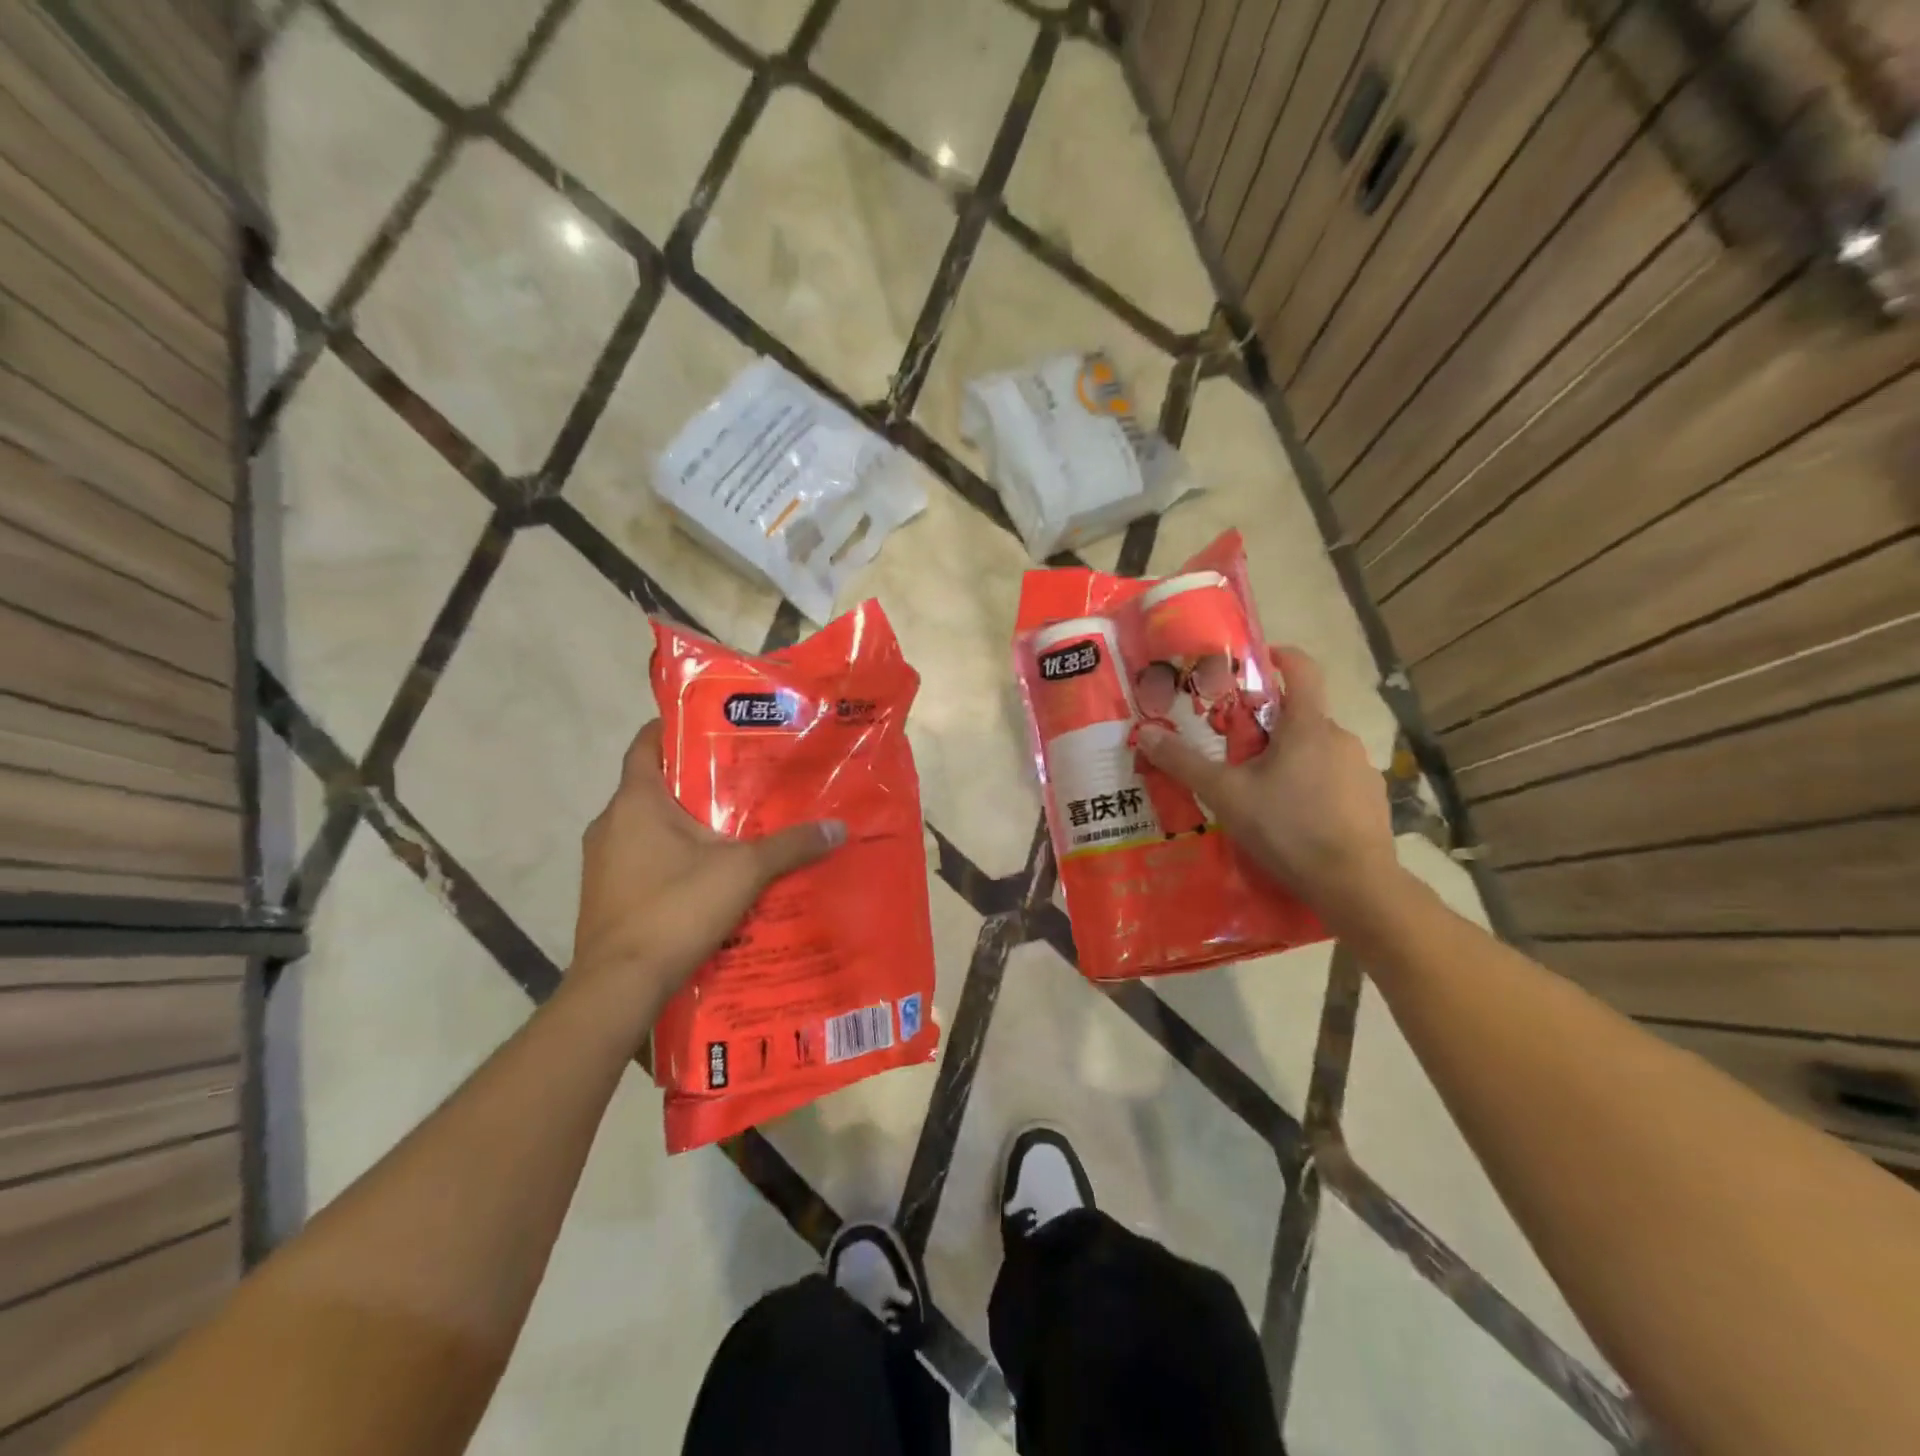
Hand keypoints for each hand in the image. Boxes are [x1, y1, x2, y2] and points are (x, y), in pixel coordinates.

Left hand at [569, 720, 845, 1015]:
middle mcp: (610, 822)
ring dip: (684, 823)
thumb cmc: (675, 908)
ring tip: (732, 828)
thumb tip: (838, 828)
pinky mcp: (604, 893)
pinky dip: (670, 856)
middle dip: (695, 781)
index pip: (646, 743)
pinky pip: (640, 858)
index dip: (674, 728)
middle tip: (742, 780)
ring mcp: (601, 861)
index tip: (712, 726)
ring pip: (647, 826)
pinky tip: (707, 875)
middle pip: (653, 785)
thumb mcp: (744, 871)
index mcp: (636, 801)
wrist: (619, 985)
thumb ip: (790, 846)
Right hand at [1136, 646, 1397, 921]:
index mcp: (1307, 726)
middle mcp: (1340, 738)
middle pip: (1301, 716)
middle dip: (1268, 727)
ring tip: (1262, 794)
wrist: (1355, 885)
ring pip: (1317, 751)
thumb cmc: (1287, 828)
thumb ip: (1185, 763)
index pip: (1302, 668)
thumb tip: (1146, 733)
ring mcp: (1361, 769)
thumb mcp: (1225, 795)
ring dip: (1291, 760)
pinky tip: (1295, 820)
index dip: (1279, 656)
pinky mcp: (1372, 799)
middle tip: (1235, 753)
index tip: (1256, 661)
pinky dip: (1313, 787)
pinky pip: (1335, 779)